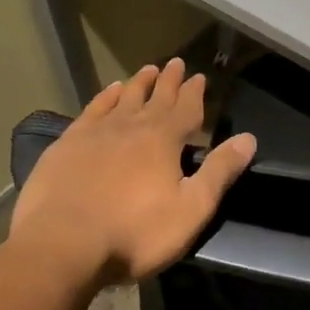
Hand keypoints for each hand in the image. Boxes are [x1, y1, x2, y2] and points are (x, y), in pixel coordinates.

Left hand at [4, 59, 256, 291]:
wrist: (61, 246)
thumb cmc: (135, 233)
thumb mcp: (191, 209)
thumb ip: (219, 172)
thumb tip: (248, 139)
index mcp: (163, 140)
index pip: (185, 108)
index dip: (194, 93)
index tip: (199, 76)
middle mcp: (131, 127)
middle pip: (155, 97)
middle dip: (168, 81)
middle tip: (176, 63)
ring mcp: (95, 133)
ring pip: (122, 98)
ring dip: (138, 84)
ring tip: (147, 70)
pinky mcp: (66, 145)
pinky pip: (91, 111)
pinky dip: (103, 98)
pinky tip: (108, 92)